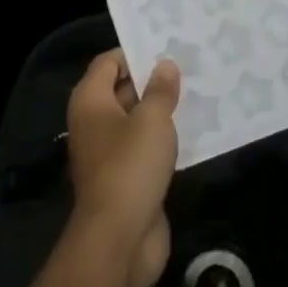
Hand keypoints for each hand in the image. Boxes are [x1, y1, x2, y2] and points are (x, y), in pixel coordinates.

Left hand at [66, 50, 180, 286]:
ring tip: (197, 93)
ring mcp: (108, 153)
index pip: (108, 62)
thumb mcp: (152, 120)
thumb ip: (160, 90)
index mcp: (90, 102)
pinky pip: (145, 147)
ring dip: (161, 110)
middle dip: (152, 79)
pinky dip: (163, 138)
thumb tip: (165, 66)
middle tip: (188, 66)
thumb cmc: (131, 167)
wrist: (119, 239)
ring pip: (136, 120)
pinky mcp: (126, 178)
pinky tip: (193, 130)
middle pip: (121, 89)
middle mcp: (94, 123)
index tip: (167, 48)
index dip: (134, 53)